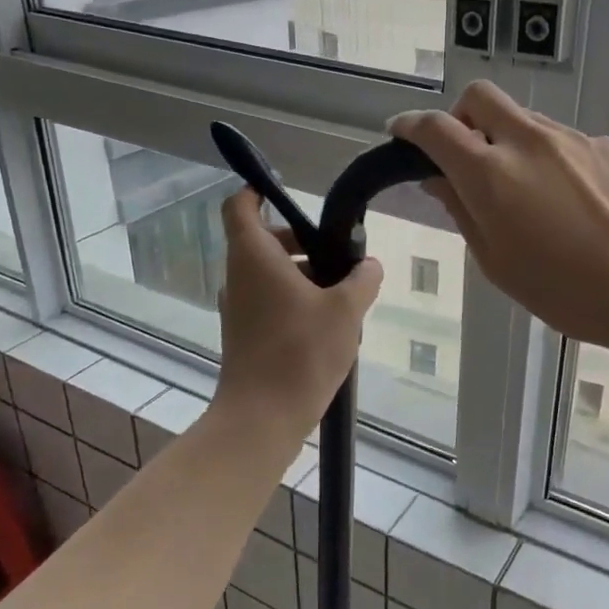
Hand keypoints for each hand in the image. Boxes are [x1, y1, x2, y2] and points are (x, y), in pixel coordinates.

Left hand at [213, 188, 382, 441]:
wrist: (262, 418)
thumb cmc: (301, 353)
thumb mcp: (345, 310)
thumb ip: (363, 279)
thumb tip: (370, 265)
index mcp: (254, 257)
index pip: (241, 206)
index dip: (257, 190)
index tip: (286, 191)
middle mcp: (239, 277)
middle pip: (263, 240)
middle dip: (301, 242)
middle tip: (337, 257)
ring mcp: (239, 308)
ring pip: (269, 273)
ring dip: (303, 275)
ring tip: (342, 297)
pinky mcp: (245, 334)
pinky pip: (270, 301)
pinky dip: (295, 300)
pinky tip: (328, 325)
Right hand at [390, 82, 608, 351]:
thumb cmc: (562, 289)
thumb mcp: (496, 260)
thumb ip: (461, 210)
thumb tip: (437, 178)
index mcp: (490, 172)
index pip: (436, 128)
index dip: (411, 126)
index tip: (402, 133)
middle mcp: (528, 141)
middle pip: (480, 97)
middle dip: (462, 116)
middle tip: (466, 155)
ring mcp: (571, 139)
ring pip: (525, 120)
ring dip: (510, 141)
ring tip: (527, 192)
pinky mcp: (605, 146)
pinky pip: (564, 141)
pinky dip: (550, 159)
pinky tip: (570, 201)